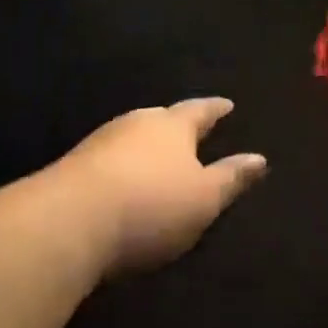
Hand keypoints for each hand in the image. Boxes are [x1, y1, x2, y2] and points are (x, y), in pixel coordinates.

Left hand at [54, 99, 267, 275]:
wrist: (68, 222)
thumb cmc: (150, 206)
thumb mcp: (203, 198)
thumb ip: (231, 178)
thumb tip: (259, 158)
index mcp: (172, 125)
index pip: (200, 110)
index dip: (215, 109)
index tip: (227, 105)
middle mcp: (136, 123)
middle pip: (162, 119)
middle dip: (177, 125)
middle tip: (190, 131)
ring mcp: (101, 142)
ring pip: (132, 137)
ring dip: (146, 146)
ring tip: (157, 156)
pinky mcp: (74, 167)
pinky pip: (109, 159)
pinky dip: (122, 166)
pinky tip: (122, 181)